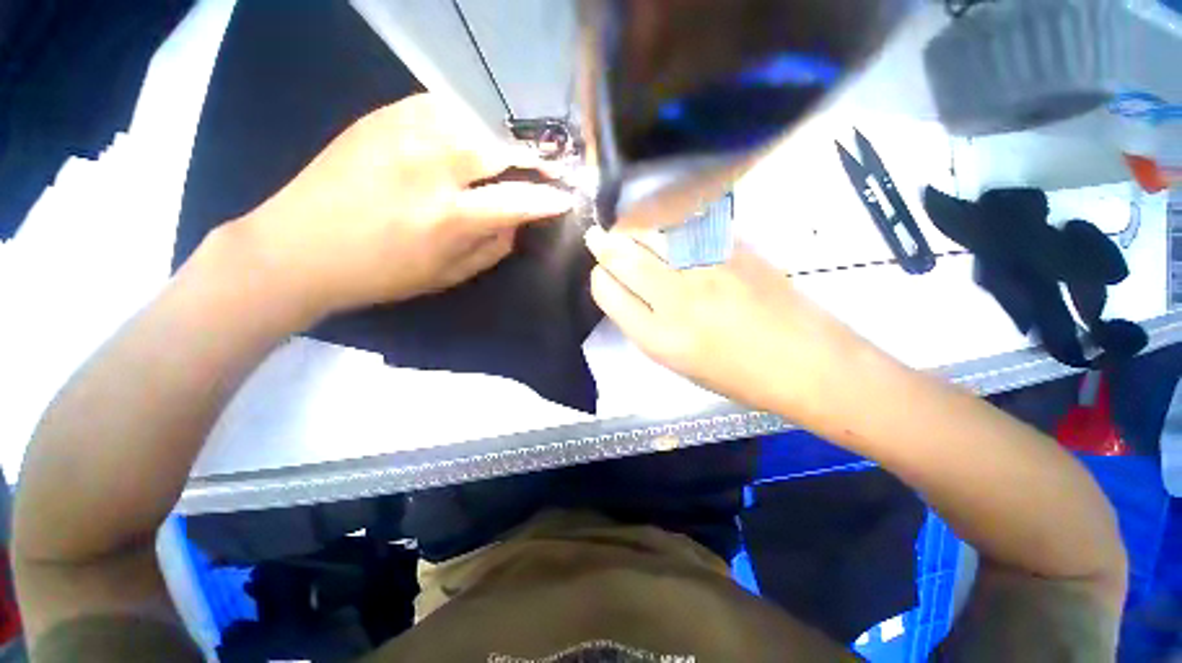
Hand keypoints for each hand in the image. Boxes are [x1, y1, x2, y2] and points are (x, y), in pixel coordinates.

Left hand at [231, 94, 574, 317]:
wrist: (298, 248)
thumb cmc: (381, 273)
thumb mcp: (447, 276)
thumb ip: (492, 249)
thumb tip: (517, 223)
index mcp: (449, 217)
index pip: (518, 200)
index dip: (549, 198)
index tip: (566, 197)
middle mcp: (431, 167)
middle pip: (500, 147)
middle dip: (532, 157)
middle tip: (547, 165)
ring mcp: (403, 134)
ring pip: (473, 118)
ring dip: (501, 135)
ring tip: (512, 149)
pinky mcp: (380, 117)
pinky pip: (439, 105)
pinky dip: (466, 117)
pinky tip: (469, 131)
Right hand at [584, 227, 866, 415]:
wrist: (804, 361)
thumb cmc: (737, 375)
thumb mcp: (677, 363)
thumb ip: (646, 324)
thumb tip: (627, 289)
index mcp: (657, 338)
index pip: (606, 291)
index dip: (600, 278)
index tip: (604, 274)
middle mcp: (675, 299)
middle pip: (621, 256)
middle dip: (604, 244)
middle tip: (599, 237)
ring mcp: (705, 268)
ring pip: (649, 231)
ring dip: (631, 227)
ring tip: (627, 228)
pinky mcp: (732, 248)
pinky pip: (684, 223)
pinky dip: (664, 220)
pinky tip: (662, 223)